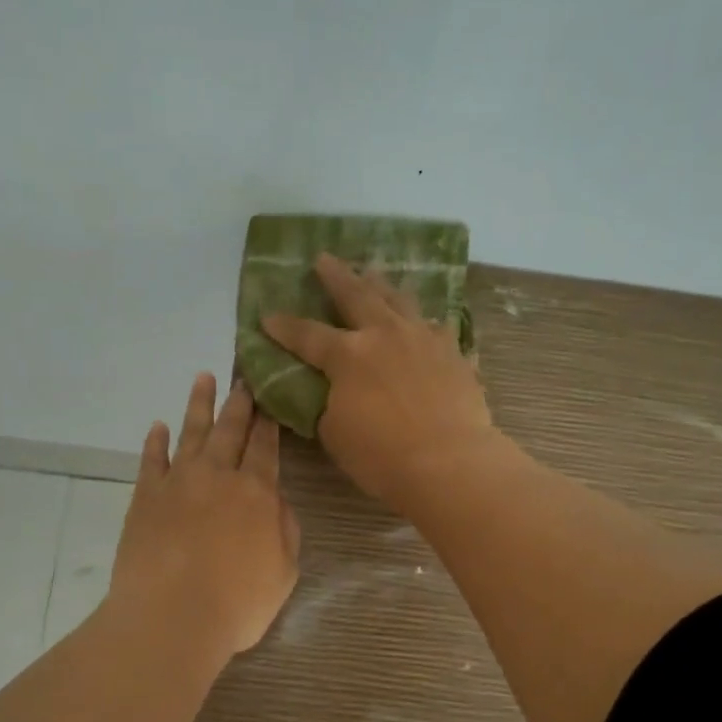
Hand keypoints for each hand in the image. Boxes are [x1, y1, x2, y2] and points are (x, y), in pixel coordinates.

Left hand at [110, 373, 301, 656]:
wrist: (171, 616)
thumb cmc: (237, 603)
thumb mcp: (283, 572)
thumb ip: (285, 530)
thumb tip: (276, 502)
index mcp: (257, 492)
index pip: (265, 447)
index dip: (268, 421)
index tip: (268, 397)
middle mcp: (218, 476)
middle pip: (230, 430)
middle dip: (239, 403)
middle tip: (242, 378)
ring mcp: (178, 482)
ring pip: (191, 433)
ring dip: (199, 405)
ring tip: (203, 378)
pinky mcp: (145, 497)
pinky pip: (151, 460)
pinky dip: (155, 441)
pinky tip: (158, 426)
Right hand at [263, 253, 498, 510]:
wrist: (449, 463)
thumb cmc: (382, 455)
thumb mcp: (335, 433)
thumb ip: (330, 404)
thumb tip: (334, 394)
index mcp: (348, 355)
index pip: (307, 335)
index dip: (284, 327)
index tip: (267, 316)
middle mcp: (385, 335)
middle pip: (357, 296)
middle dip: (337, 276)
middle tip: (324, 258)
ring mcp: (424, 340)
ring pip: (401, 301)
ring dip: (383, 285)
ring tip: (375, 272)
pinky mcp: (455, 355)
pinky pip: (438, 329)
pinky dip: (426, 324)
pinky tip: (427, 325)